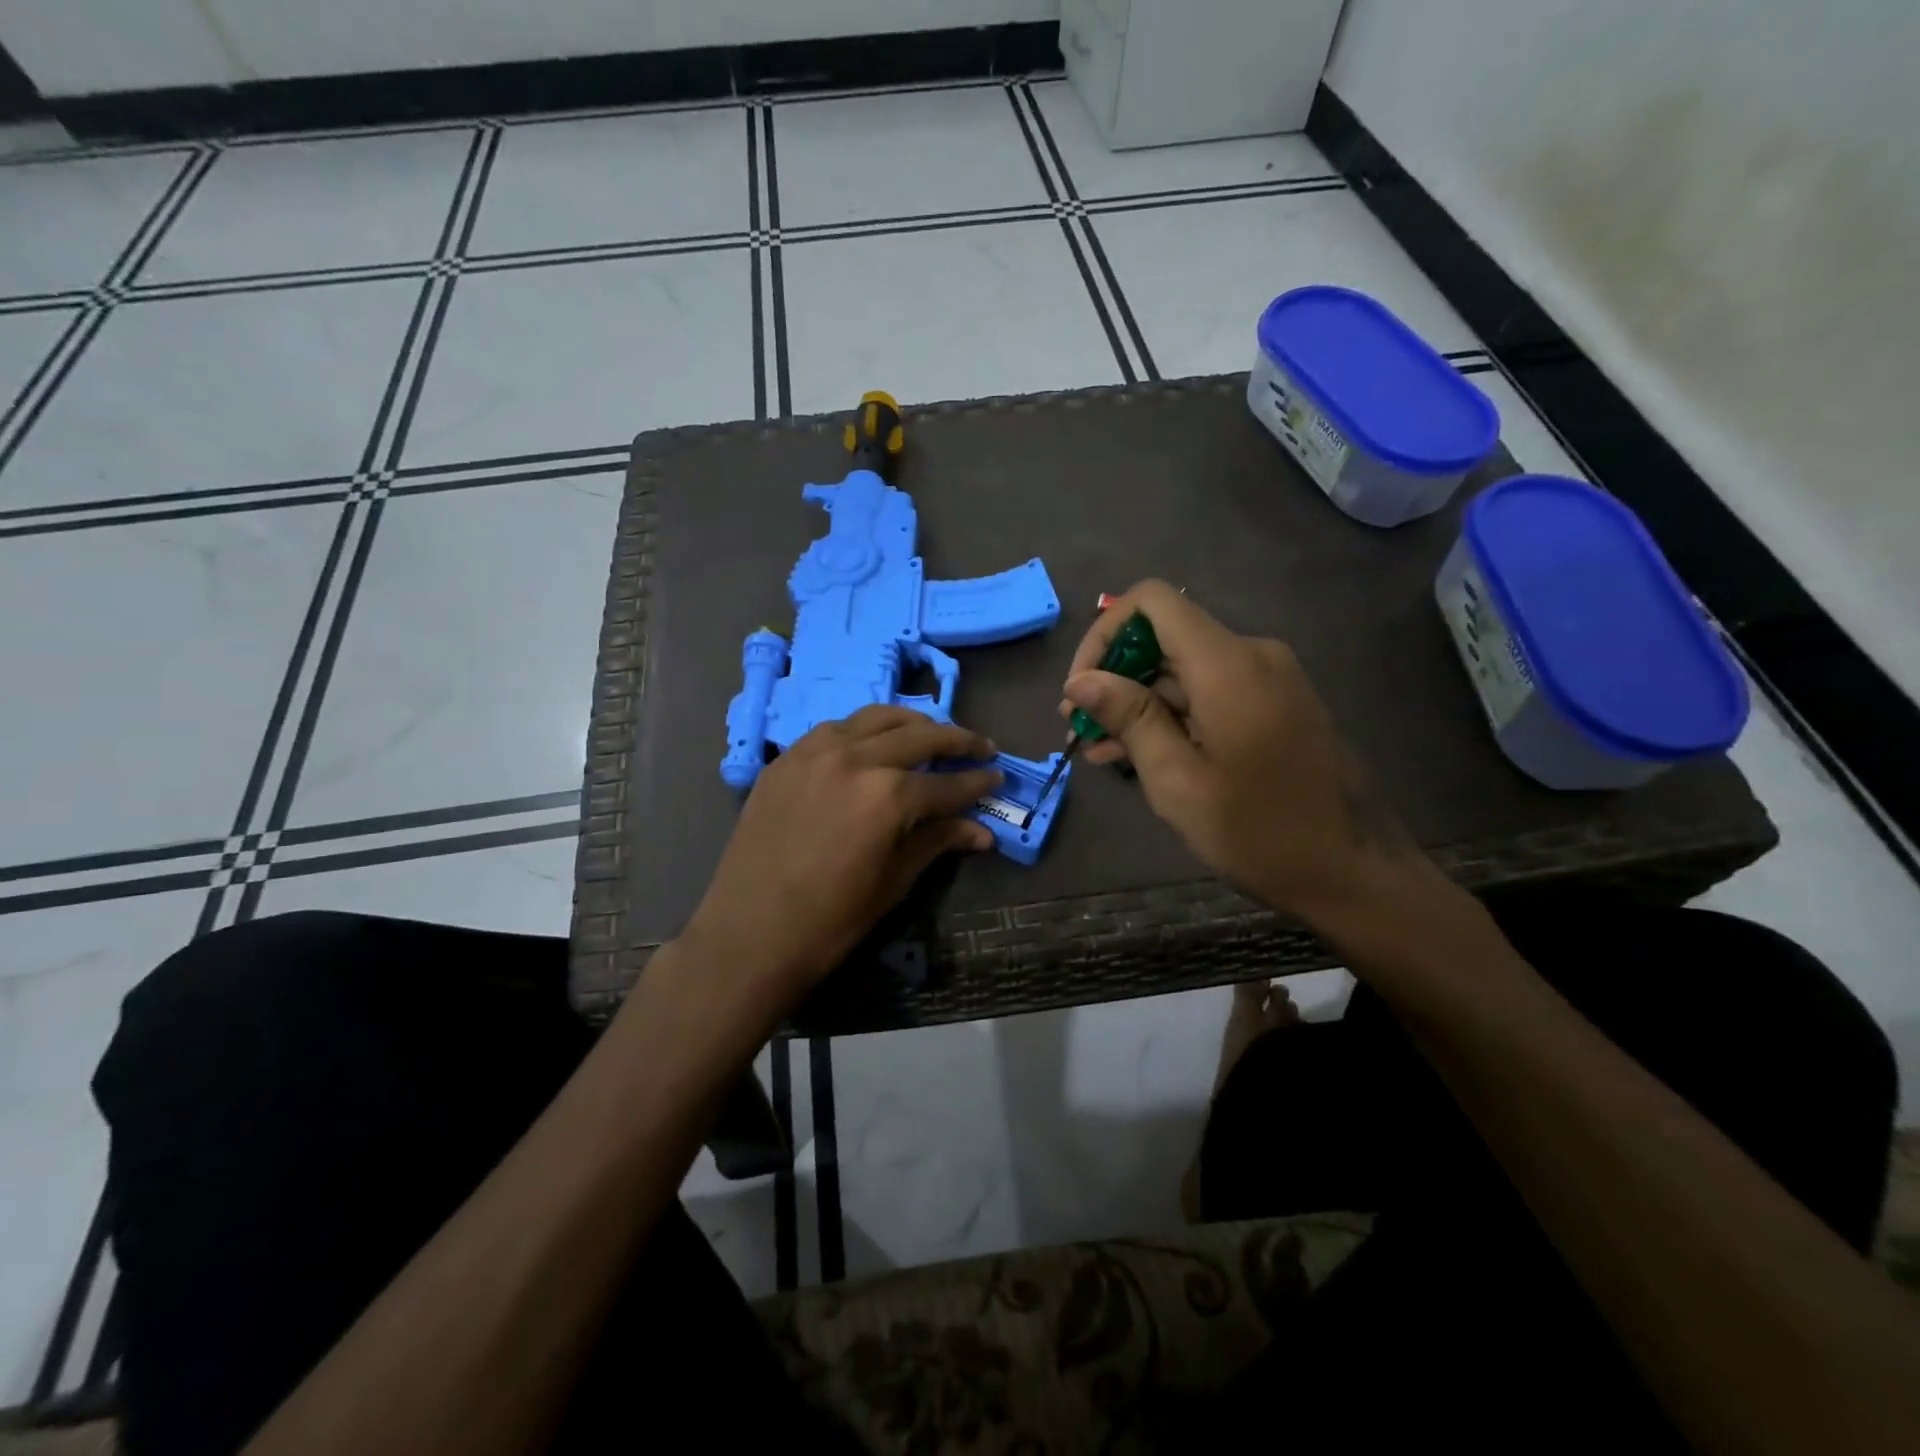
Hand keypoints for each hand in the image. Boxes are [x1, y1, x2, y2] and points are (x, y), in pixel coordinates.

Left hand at [680, 706, 1000, 1014]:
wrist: (749, 933)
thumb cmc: (831, 920)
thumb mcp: (894, 882)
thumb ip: (937, 842)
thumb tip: (982, 832)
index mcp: (889, 795)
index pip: (947, 783)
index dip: (977, 782)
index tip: (997, 776)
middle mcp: (856, 759)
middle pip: (919, 736)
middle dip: (957, 740)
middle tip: (980, 747)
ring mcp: (815, 752)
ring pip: (876, 718)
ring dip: (911, 724)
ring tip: (931, 734)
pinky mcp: (787, 758)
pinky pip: (835, 729)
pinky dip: (864, 731)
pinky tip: (873, 744)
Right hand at [1061, 580, 1430, 922]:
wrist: (1356, 873)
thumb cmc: (1260, 833)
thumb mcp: (1178, 781)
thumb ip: (1129, 719)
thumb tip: (1081, 679)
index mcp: (1228, 665)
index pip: (1152, 602)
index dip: (1104, 633)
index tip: (1082, 688)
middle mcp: (1252, 655)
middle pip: (1166, 637)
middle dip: (1114, 676)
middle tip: (1076, 726)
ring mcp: (1270, 680)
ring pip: (1184, 670)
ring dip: (1138, 702)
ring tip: (1096, 748)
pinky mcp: (1277, 705)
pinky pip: (1211, 692)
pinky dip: (1171, 715)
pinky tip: (1136, 753)